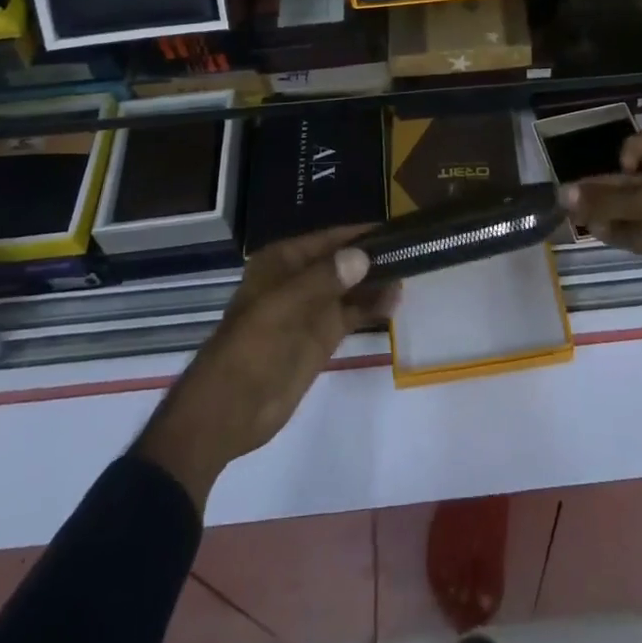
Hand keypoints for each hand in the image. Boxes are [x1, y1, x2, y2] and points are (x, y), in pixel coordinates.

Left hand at [136, 226, 397, 510]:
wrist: (228, 412)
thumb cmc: (249, 349)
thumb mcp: (282, 307)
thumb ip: (324, 280)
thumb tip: (362, 256)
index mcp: (283, 261)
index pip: (330, 238)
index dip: (361, 234)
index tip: (397, 230)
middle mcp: (300, 278)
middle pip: (344, 260)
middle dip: (374, 256)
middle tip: (413, 252)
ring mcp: (312, 309)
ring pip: (352, 286)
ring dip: (378, 280)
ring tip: (411, 273)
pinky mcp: (322, 337)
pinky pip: (353, 313)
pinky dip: (373, 306)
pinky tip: (395, 301)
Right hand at [563, 129, 641, 330]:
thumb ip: (609, 198)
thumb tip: (565, 193)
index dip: (628, 151)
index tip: (620, 170)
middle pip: (635, 178)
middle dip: (605, 186)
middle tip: (570, 196)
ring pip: (633, 208)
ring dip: (606, 210)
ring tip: (575, 216)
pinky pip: (638, 234)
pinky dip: (617, 232)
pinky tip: (595, 232)